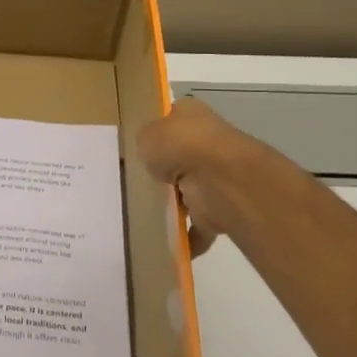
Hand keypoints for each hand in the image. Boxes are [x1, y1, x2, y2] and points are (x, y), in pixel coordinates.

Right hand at [137, 97, 305, 257]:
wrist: (219, 180)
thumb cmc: (180, 145)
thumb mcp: (146, 134)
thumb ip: (144, 143)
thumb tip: (149, 154)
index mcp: (192, 115)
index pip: (172, 118)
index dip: (156, 131)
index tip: (137, 148)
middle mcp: (207, 142)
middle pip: (180, 157)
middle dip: (163, 170)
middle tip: (134, 182)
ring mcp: (217, 176)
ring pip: (189, 191)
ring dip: (175, 204)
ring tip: (143, 212)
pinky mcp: (221, 208)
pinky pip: (199, 225)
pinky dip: (187, 237)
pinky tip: (165, 242)